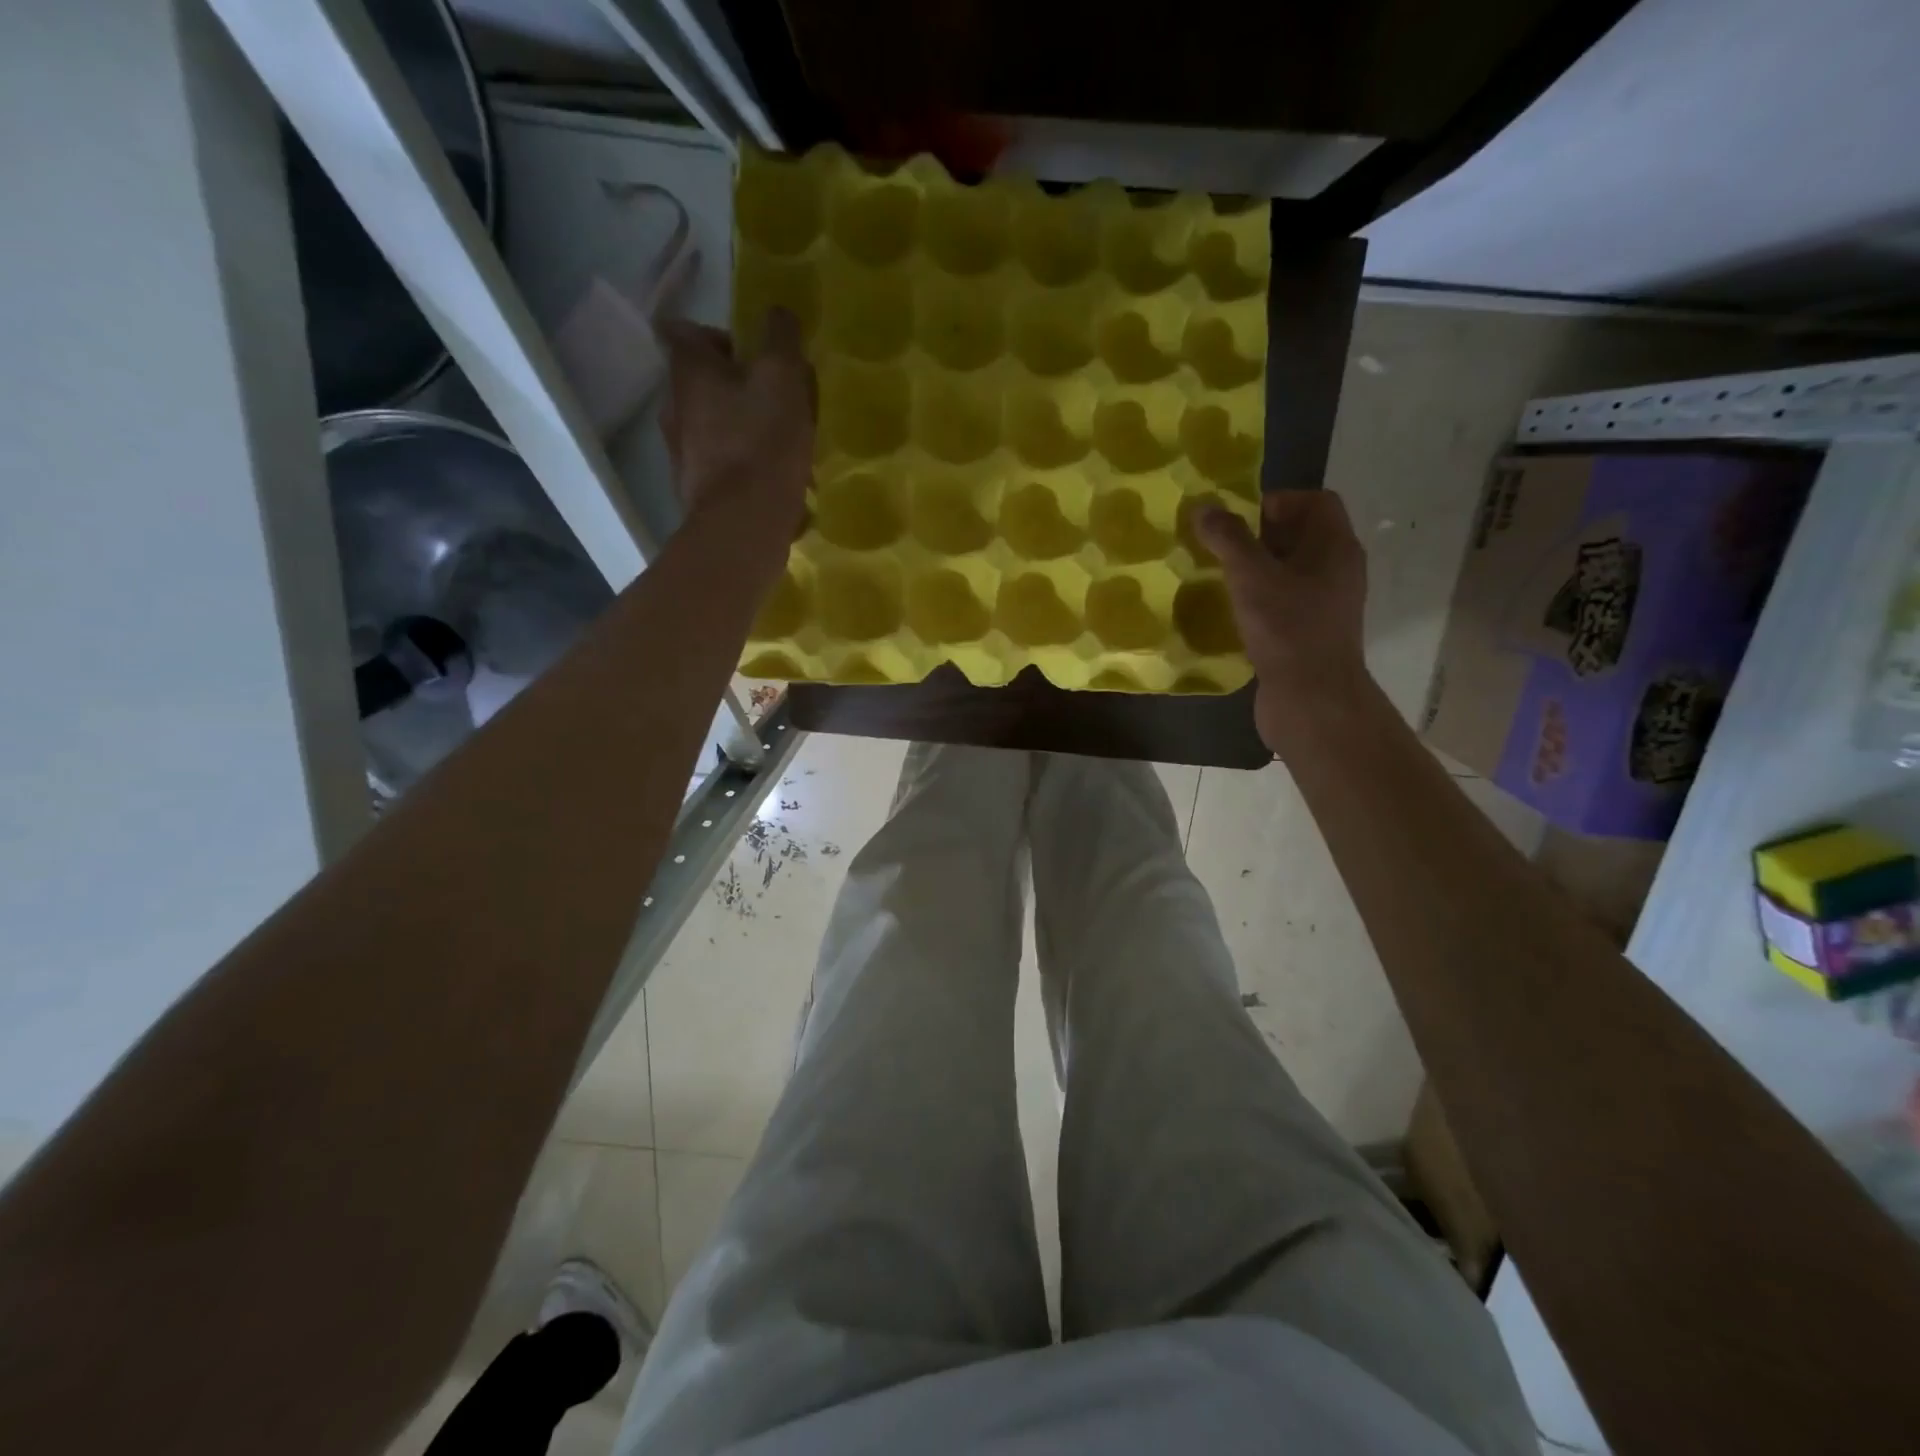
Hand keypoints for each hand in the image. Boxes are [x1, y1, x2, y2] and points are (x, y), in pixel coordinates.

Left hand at [660, 309, 814, 549]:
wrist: (743, 525)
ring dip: (739, 426)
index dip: (720, 336)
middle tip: (776, 401)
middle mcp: (673, 405)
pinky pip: (718, 462)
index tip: (754, 356)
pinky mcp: (694, 489)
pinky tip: (769, 478)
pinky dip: (739, 463)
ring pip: (710, 424)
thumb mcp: (783, 378)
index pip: (685, 331)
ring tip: (778, 444)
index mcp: (688, 370)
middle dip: (736, 385)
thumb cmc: (762, 442)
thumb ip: (781, 338)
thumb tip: (778, 312)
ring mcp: (679, 452)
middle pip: (701, 381)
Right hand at [1195, 490, 1370, 752]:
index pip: (1316, 502)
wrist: (1311, 700)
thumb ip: (1229, 539)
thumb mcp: (1252, 578)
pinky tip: (1232, 611)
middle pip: (1301, 536)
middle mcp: (1337, 570)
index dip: (1278, 501)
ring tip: (1220, 576)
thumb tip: (1204, 507)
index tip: (1238, 519)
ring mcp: (1326, 604)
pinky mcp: (1310, 633)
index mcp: (1335, 547)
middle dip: (1260, 535)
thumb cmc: (1287, 630)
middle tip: (1221, 546)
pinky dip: (1260, 599)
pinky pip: (1285, 601)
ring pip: (1290, 571)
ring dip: (1257, 569)